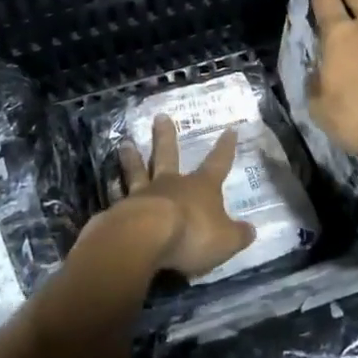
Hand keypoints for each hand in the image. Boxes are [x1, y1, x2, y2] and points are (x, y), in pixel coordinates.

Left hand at [111, 116, 255, 278]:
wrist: (145, 238)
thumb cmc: (192, 235)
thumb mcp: (225, 240)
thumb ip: (238, 235)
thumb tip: (251, 230)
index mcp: (200, 187)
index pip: (217, 163)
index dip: (225, 148)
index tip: (229, 130)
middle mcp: (171, 184)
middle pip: (168, 155)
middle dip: (166, 136)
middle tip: (160, 117)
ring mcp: (143, 194)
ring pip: (138, 170)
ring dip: (132, 157)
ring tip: (125, 143)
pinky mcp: (120, 210)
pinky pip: (118, 197)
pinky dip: (113, 190)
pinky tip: (107, 186)